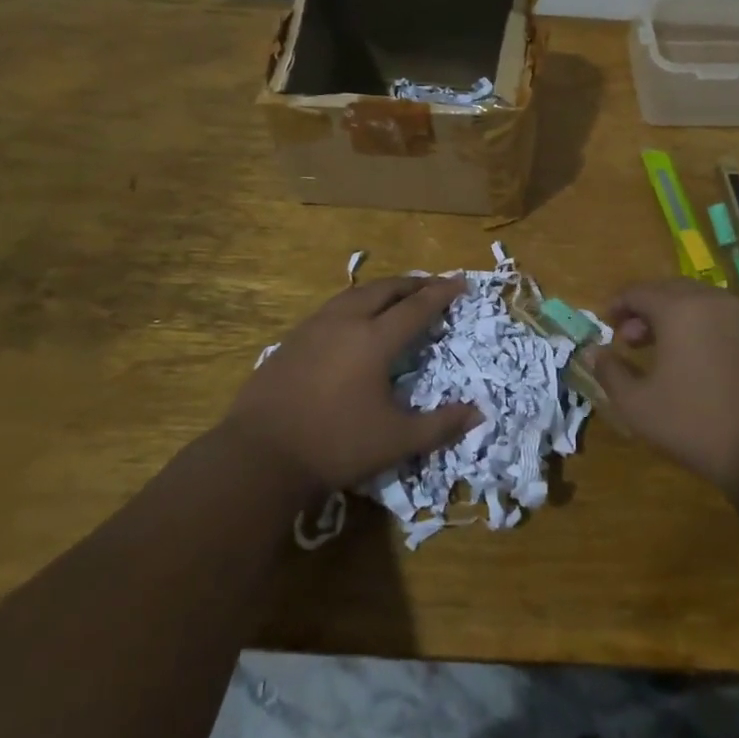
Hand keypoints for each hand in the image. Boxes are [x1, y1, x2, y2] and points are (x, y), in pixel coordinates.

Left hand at [222, 276, 480, 493]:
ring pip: (355, 293)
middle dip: (413, 284)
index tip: (461, 283)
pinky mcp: (292, 339)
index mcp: (374, 340)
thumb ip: (440, 425)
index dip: (442, 294)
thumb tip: (478, 413)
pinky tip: (353, 320)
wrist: (260, 454)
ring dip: (382, 290)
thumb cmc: (335, 445)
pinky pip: (333, 308)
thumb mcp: (396, 441)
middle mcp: (346, 322)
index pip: (416, 307)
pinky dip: (356, 303)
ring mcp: (314, 327)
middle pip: (385, 290)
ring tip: (396, 295)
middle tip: (433, 285)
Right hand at [585, 279, 738, 496]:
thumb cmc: (698, 424)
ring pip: (701, 303)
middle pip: (671, 290)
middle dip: (646, 310)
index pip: (638, 291)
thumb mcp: (639, 406)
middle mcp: (714, 300)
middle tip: (630, 340)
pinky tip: (700, 363)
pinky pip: (726, 320)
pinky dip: (704, 329)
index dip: (617, 305)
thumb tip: (593, 352)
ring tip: (663, 352)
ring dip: (676, 318)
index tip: (605, 324)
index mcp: (680, 308)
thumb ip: (610, 372)